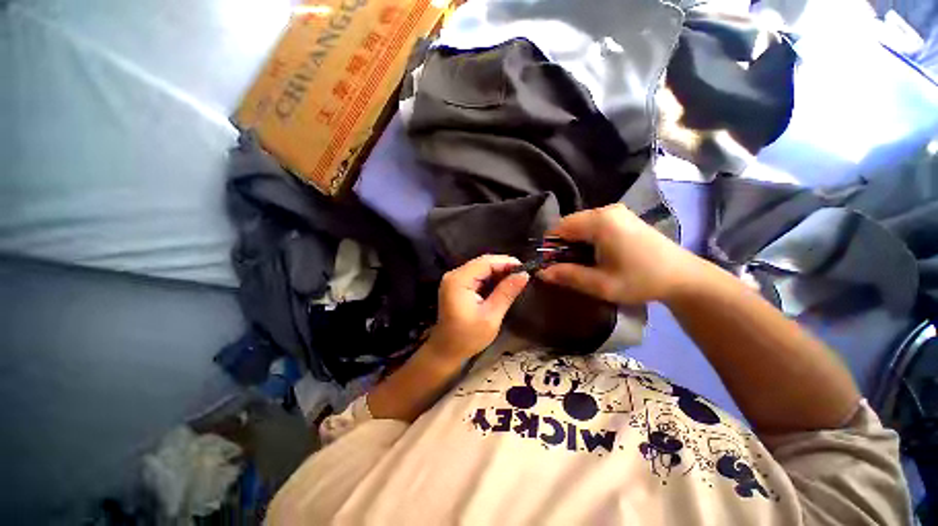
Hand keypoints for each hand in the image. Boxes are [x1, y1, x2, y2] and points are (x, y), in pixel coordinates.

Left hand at [427, 255, 529, 361]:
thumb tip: (524, 274)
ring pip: (480, 267)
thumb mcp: (491, 316)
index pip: (485, 262)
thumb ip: (506, 292)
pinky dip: (490, 278)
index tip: (526, 269)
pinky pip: (476, 275)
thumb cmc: (468, 337)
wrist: (446, 350)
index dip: (506, 262)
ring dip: (498, 272)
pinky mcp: (456, 285)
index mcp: (459, 280)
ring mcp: (454, 279)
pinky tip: (502, 284)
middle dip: (503, 266)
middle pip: (482, 262)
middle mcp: (454, 275)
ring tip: (516, 279)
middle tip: (522, 275)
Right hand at [539, 204, 701, 304]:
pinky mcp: (623, 217)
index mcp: (599, 222)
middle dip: (563, 245)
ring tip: (584, 262)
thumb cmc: (640, 280)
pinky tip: (598, 254)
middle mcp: (606, 210)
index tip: (553, 265)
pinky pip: (594, 224)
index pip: (559, 228)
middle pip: (569, 224)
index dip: (550, 246)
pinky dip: (587, 238)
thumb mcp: (600, 284)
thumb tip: (540, 272)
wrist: (684, 277)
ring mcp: (617, 212)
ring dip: (575, 242)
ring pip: (581, 224)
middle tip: (569, 267)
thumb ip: (567, 276)